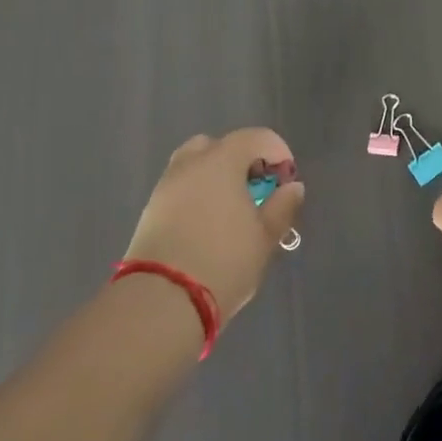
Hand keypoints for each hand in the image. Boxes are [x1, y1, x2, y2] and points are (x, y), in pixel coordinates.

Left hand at [124, 128, 304, 321]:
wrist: (160, 303)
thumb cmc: (223, 262)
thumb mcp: (265, 237)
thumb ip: (282, 206)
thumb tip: (292, 187)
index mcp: (222, 160)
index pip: (256, 137)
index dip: (278, 152)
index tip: (286, 181)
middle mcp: (190, 164)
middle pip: (219, 145)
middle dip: (241, 159)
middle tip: (255, 188)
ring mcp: (165, 187)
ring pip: (194, 166)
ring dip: (215, 177)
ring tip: (231, 209)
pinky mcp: (149, 212)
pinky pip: (180, 189)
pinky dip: (197, 195)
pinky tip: (208, 225)